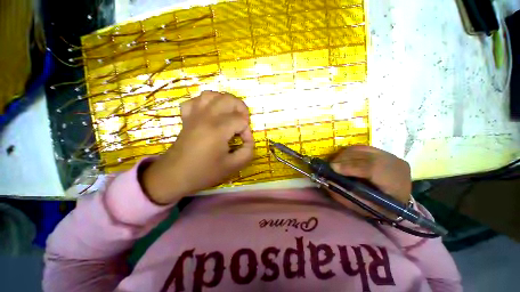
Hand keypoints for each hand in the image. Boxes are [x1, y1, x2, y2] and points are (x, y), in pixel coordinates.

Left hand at [141, 91, 253, 203]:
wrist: (174, 176)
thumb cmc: (204, 172)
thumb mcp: (232, 166)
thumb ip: (247, 152)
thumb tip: (249, 140)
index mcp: (218, 129)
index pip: (241, 121)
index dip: (247, 131)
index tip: (245, 142)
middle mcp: (206, 117)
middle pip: (229, 99)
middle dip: (241, 109)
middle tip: (243, 123)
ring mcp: (194, 115)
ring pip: (212, 95)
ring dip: (225, 101)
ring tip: (230, 114)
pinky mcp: (187, 118)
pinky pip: (195, 101)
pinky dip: (206, 103)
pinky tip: (211, 113)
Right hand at [326, 145, 411, 217]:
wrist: (397, 203)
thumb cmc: (379, 209)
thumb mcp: (363, 207)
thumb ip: (345, 194)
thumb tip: (327, 180)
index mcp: (397, 183)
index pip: (373, 168)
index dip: (350, 166)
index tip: (333, 168)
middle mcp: (395, 164)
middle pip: (364, 155)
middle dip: (343, 159)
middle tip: (330, 166)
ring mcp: (389, 155)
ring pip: (361, 149)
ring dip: (344, 156)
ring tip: (336, 164)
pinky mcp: (382, 152)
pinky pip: (361, 148)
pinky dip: (349, 153)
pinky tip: (344, 160)